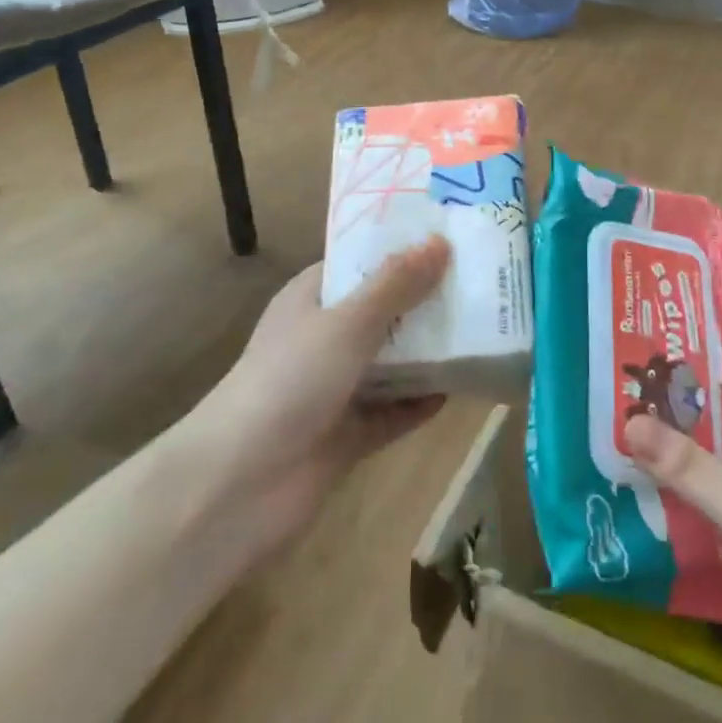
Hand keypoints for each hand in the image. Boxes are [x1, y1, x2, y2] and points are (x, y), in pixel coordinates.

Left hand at [195, 237, 450, 550]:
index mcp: (311, 299)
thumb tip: (439, 241)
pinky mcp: (348, 433)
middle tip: (480, 280)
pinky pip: (394, 410)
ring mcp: (335, 388)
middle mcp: (323, 337)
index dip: (401, 248)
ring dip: (429, 351)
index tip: (450, 236)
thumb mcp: (346, 323)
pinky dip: (421, 401)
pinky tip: (459, 388)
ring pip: (392, 361)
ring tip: (482, 329)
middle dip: (425, 299)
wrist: (239, 486)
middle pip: (383, 310)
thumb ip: (396, 284)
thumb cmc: (289, 381)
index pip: (361, 262)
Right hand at [622, 327, 721, 722]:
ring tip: (617, 420)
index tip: (691, 310)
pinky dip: (673, 503)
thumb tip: (629, 422)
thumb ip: (698, 471)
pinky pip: (706, 517)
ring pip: (716, 466)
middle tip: (633, 365)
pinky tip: (629, 493)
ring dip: (675, 449)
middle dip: (689, 390)